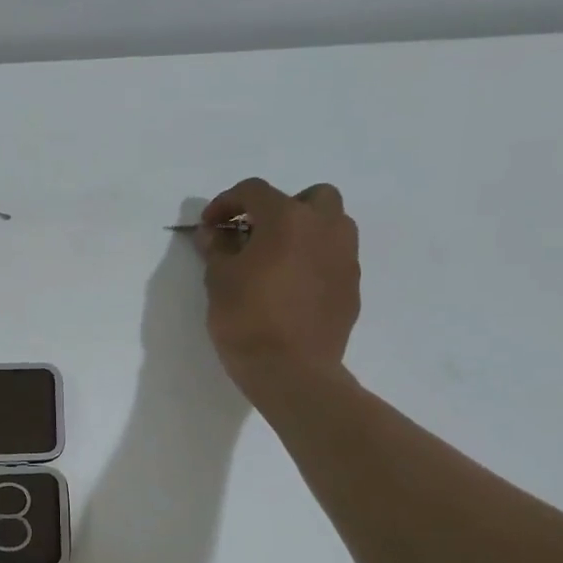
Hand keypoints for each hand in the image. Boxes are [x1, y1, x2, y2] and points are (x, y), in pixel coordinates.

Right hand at [196, 178, 360, 400]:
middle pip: (311, 197)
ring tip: (277, 260)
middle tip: (256, 234)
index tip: (210, 226)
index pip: (254, 191)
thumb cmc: (247, 320)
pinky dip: (314, 262)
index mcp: (288, 219)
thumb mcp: (218, 280)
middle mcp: (325, 228)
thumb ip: (217, 248)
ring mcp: (345, 258)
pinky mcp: (352, 287)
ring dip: (305, 232)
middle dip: (281, 208)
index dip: (226, 202)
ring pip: (331, 225)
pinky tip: (292, 288)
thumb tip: (214, 233)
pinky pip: (334, 259)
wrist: (292, 371)